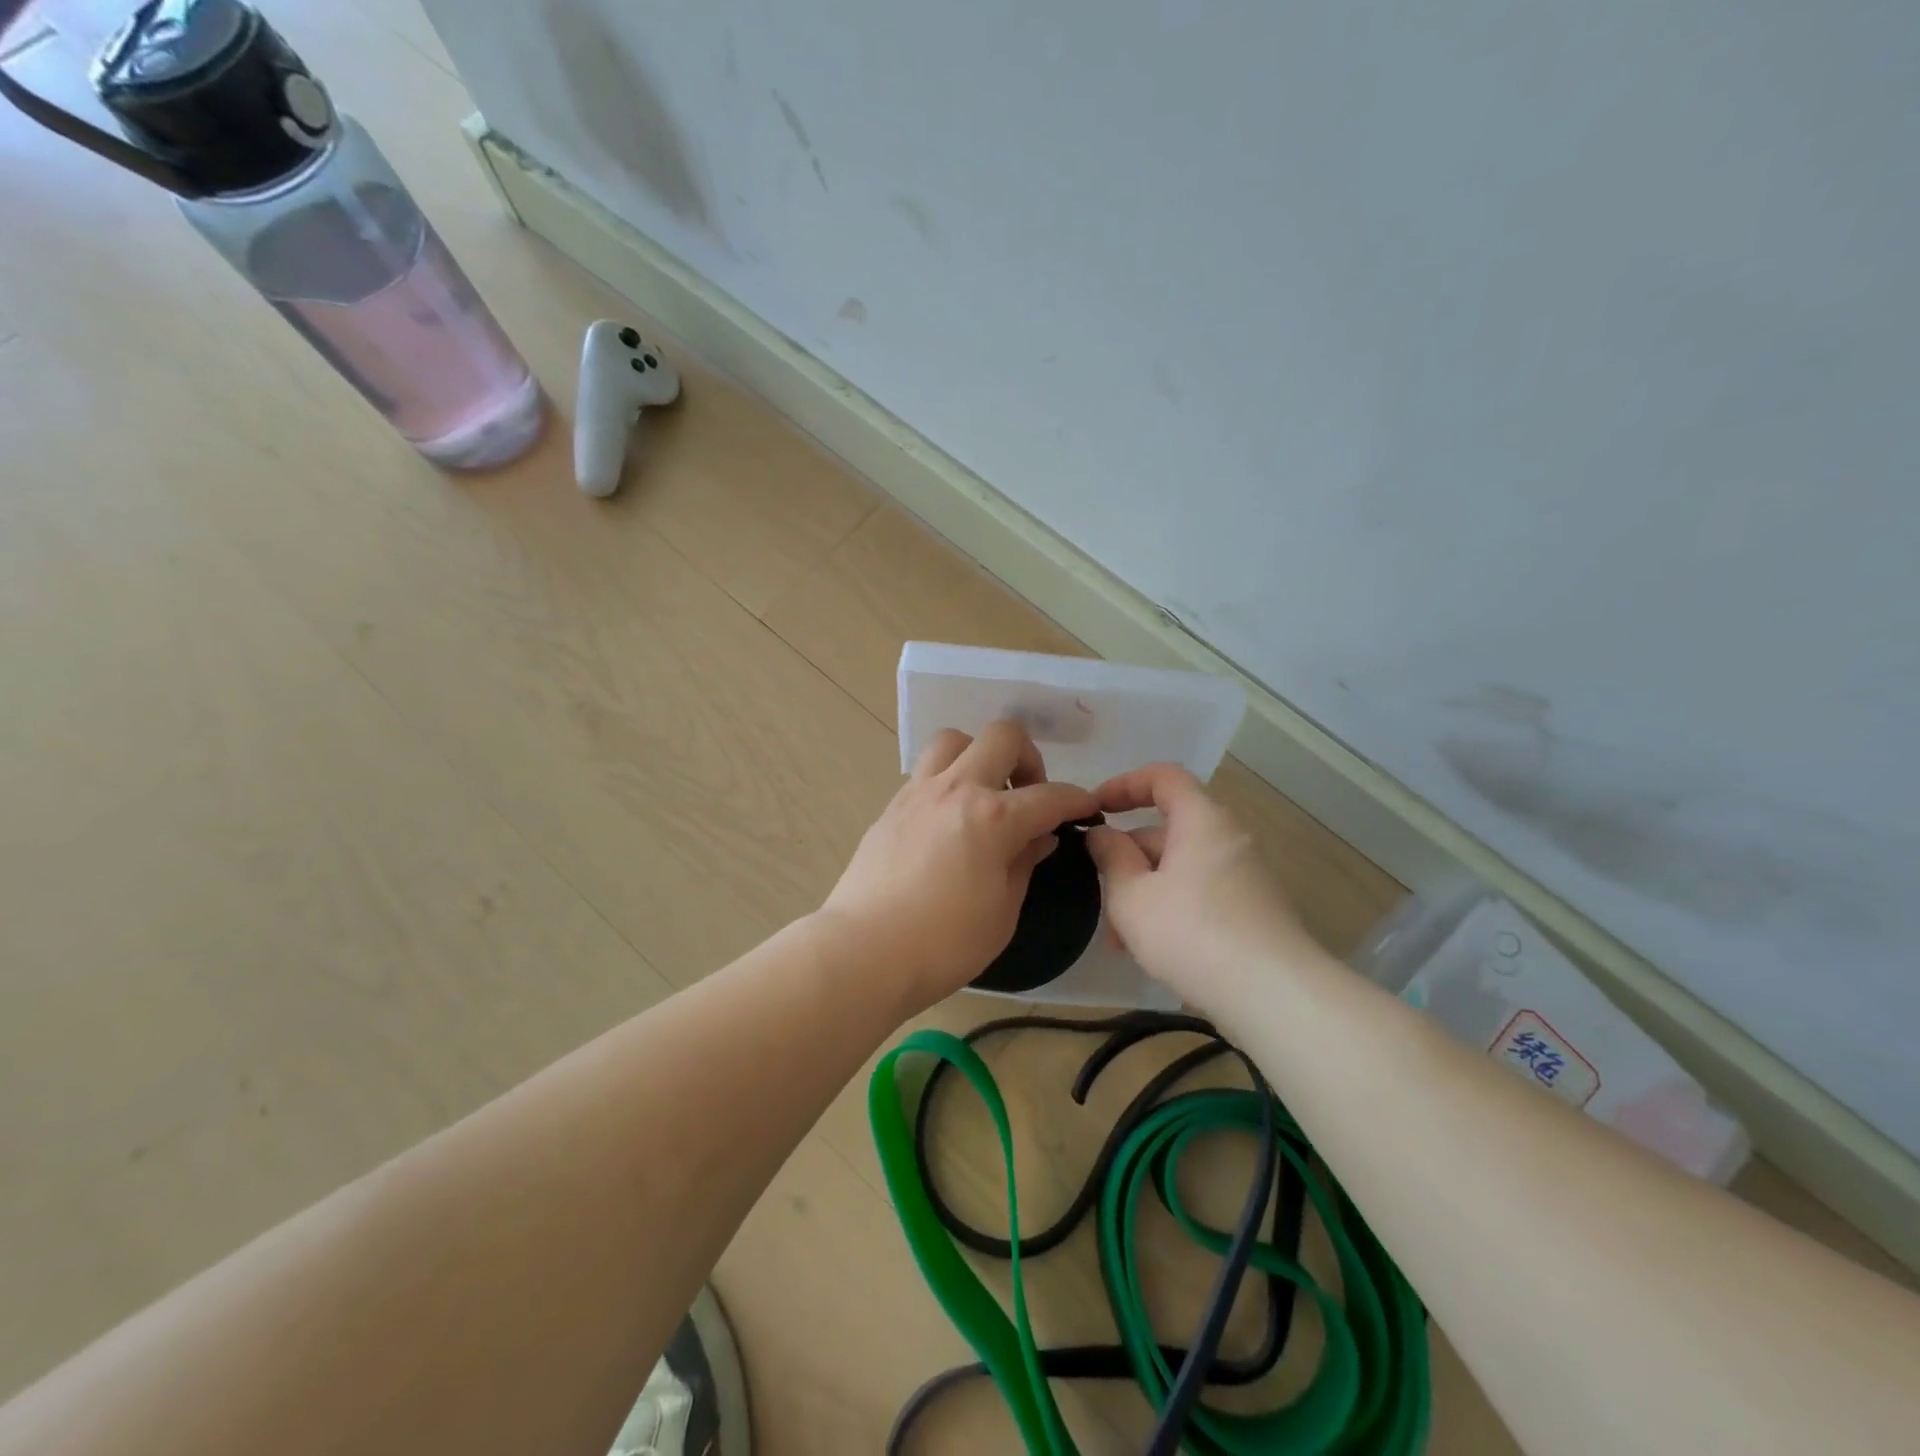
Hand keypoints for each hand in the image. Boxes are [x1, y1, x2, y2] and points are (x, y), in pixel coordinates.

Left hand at [819, 720, 1097, 1013]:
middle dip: (1028, 757)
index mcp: (993, 818)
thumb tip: (1039, 837)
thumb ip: (1024, 864)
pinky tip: (949, 820)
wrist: (864, 952)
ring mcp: (918, 793)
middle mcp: (957, 789)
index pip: (1050, 796)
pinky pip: (926, 772)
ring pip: (955, 740)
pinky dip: (948, 781)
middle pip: (1002, 736)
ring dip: (979, 756)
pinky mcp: (891, 806)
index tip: (1087, 808)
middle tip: (1028, 794)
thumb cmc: (944, 943)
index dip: (1077, 800)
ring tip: (984, 795)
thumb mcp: (1002, 911)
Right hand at [1086, 764, 1315, 1010]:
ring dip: (1144, 891)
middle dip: (1127, 856)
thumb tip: (1102, 834)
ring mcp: (1245, 877)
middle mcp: (1228, 839)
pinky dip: (1170, 908)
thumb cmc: (1191, 933)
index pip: (1163, 777)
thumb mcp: (1132, 896)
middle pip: (1169, 829)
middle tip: (1096, 889)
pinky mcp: (1253, 911)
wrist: (1274, 996)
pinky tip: (1149, 950)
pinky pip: (1200, 893)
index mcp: (1201, 820)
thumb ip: (1111, 857)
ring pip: (1181, 868)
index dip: (1124, 784)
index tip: (1094, 809)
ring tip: (1117, 937)